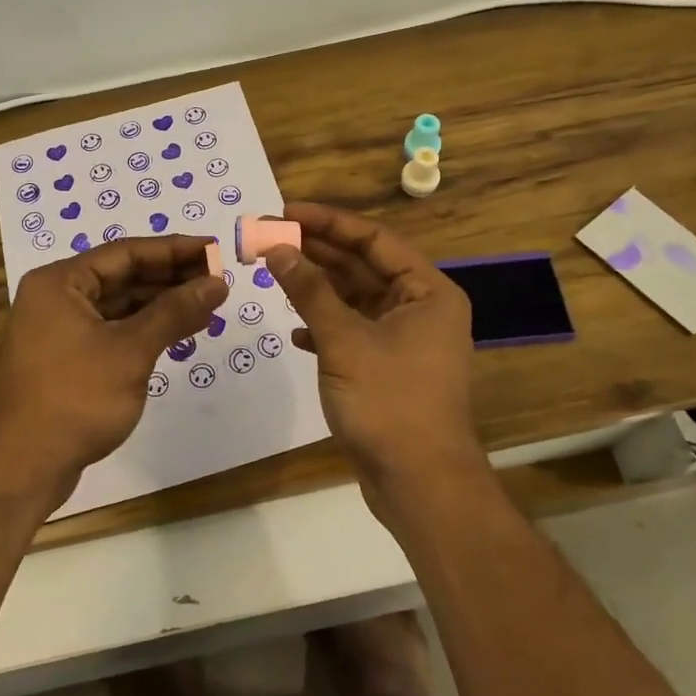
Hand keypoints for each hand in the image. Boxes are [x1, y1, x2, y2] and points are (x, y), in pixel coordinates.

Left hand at [0, 235, 227, 500]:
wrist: (24, 467)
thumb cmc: (76, 398)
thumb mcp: (131, 350)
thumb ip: (174, 312)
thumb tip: (217, 284)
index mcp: (60, 282)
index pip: (126, 253)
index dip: (174, 250)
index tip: (214, 250)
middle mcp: (57, 297)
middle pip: (123, 275)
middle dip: (171, 277)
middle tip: (218, 278)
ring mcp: (60, 329)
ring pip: (119, 304)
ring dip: (162, 304)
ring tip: (207, 304)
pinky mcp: (68, 358)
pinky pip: (113, 329)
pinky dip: (145, 328)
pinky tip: (179, 331)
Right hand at [264, 203, 485, 506]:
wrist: (420, 484)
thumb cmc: (389, 402)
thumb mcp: (344, 340)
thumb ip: (310, 290)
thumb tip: (277, 248)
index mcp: (427, 291)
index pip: (373, 239)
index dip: (328, 222)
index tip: (285, 211)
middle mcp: (420, 308)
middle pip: (363, 265)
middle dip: (316, 251)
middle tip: (268, 236)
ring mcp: (405, 339)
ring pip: (355, 299)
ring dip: (316, 288)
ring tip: (273, 271)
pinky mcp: (388, 367)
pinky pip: (353, 331)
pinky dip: (325, 326)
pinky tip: (295, 330)